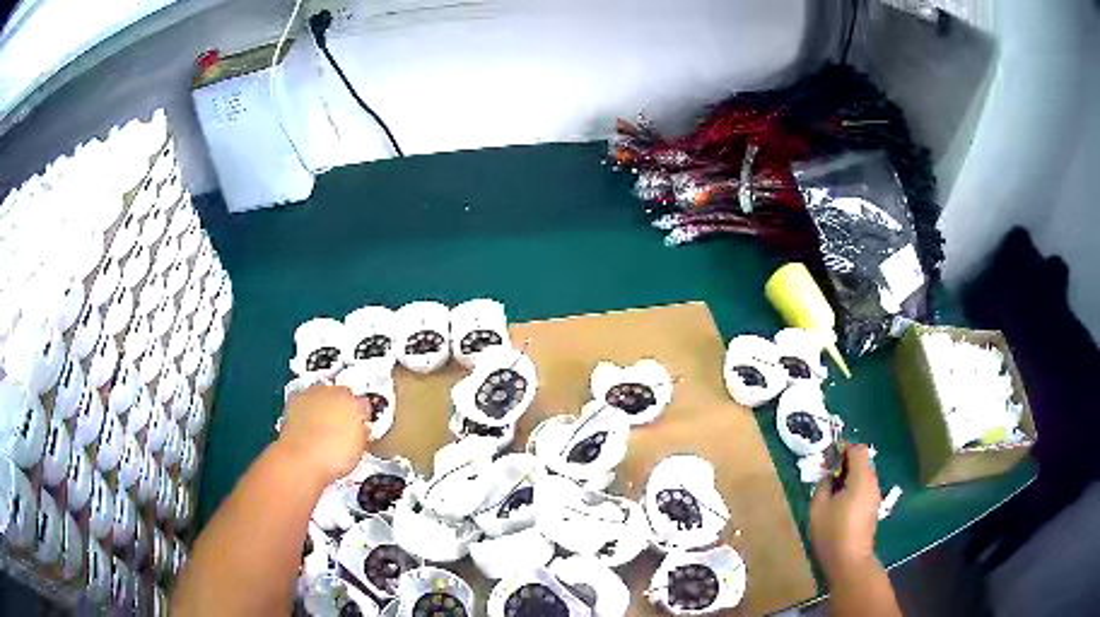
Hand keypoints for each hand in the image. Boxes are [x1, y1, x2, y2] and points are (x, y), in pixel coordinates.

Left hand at [276, 385, 369, 484]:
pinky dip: (307, 407)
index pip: (364, 404)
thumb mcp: (359, 449)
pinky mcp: (296, 399)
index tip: (360, 426)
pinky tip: (308, 423)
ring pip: (323, 393)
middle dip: (343, 406)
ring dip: (324, 404)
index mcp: (357, 405)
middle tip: (341, 426)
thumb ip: (362, 431)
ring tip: (323, 425)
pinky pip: (305, 399)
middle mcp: (335, 393)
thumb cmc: (332, 458)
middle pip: (343, 393)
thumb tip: (361, 428)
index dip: (362, 416)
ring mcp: (314, 394)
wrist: (302, 460)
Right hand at [810, 444, 881, 579]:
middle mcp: (872, 482)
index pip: (858, 450)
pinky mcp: (873, 507)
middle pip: (862, 461)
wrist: (849, 560)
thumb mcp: (819, 506)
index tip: (827, 457)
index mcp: (861, 478)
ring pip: (863, 474)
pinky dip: (853, 486)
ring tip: (831, 489)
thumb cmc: (832, 532)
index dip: (843, 448)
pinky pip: (864, 487)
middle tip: (826, 473)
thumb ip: (823, 485)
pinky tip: (840, 502)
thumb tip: (828, 475)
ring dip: (849, 475)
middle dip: (845, 462)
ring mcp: (875, 495)